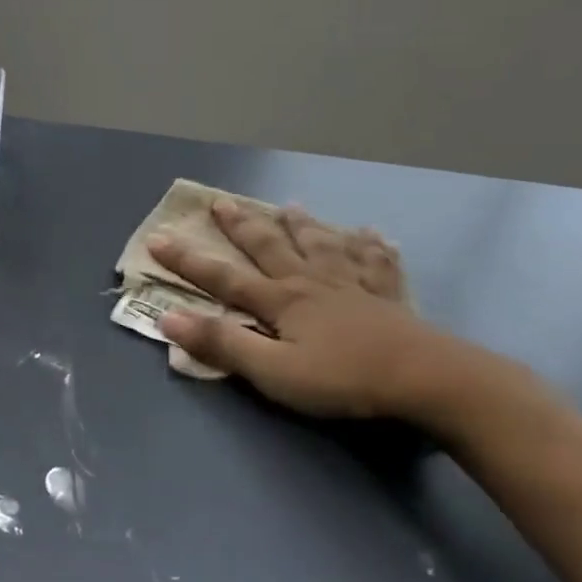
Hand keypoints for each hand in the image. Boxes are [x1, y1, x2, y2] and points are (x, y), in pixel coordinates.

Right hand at [149, 201, 508, 426]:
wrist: (422, 377)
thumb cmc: (342, 378)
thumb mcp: (273, 371)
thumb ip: (223, 344)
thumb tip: (168, 318)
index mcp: (281, 300)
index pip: (224, 277)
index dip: (188, 261)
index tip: (159, 238)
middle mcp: (311, 282)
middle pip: (270, 247)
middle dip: (242, 226)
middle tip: (221, 202)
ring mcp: (352, 284)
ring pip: (322, 245)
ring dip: (303, 226)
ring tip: (291, 207)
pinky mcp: (387, 295)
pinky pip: (376, 262)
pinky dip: (371, 246)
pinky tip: (372, 234)